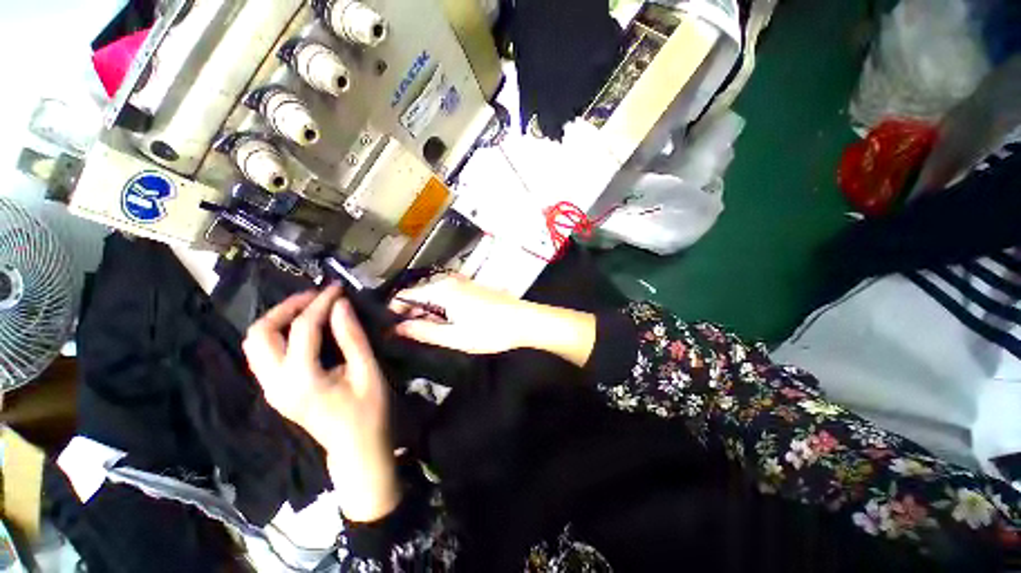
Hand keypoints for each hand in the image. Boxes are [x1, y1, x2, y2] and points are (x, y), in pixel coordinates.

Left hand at [243, 286, 399, 522]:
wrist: (356, 449)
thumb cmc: (369, 411)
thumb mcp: (367, 372)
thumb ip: (352, 337)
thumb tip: (341, 305)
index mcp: (302, 381)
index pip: (303, 329)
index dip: (321, 303)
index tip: (337, 288)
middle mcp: (276, 384)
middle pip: (260, 334)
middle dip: (286, 308)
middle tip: (315, 298)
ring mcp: (271, 390)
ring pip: (255, 344)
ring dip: (278, 321)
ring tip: (308, 309)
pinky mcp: (275, 392)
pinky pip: (264, 355)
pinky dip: (279, 335)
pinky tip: (303, 330)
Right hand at [390, 274, 597, 366]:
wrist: (523, 321)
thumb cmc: (490, 331)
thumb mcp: (454, 337)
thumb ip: (424, 332)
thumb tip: (397, 328)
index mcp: (441, 290)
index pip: (405, 294)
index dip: (393, 310)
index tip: (388, 328)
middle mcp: (449, 282)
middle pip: (419, 294)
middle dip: (409, 313)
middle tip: (406, 336)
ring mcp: (462, 283)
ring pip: (433, 296)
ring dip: (425, 313)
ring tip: (424, 333)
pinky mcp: (471, 289)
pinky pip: (446, 296)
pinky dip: (439, 309)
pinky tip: (444, 325)